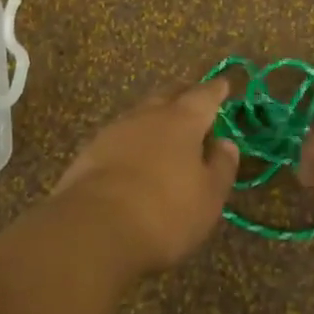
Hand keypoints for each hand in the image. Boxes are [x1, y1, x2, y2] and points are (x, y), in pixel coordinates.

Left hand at [51, 80, 241, 271]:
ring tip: (164, 129)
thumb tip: (225, 143)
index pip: (204, 96)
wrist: (95, 229)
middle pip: (167, 96)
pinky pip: (118, 138)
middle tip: (192, 98)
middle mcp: (146, 116)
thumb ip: (221, 166)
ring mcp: (113, 132)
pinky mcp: (88, 153)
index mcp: (182, 121)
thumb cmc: (166, 212)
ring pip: (139, 115)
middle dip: (182, 95)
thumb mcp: (209, 196)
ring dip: (154, 118)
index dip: (215, 90)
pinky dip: (131, 141)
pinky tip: (133, 156)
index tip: (223, 84)